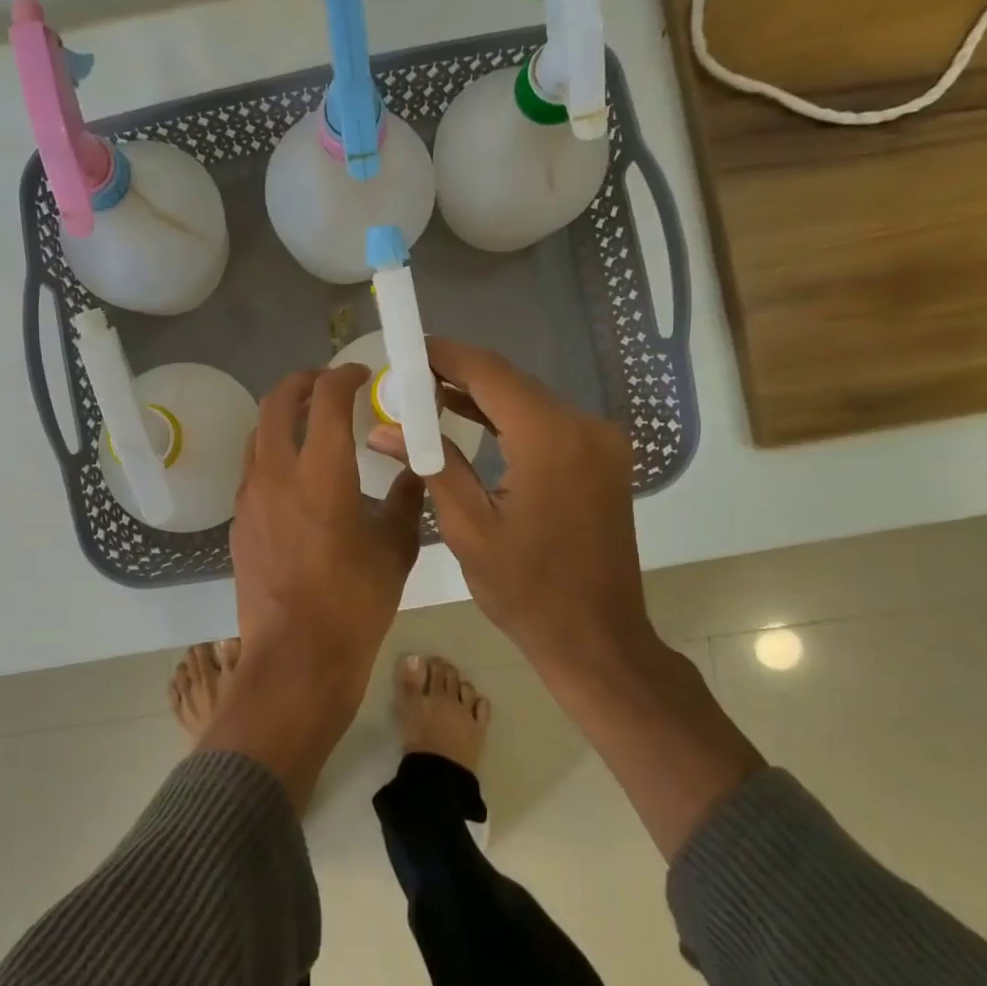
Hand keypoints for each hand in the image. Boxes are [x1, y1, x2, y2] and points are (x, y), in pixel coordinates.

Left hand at [232, 364, 424, 700]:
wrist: (296, 658)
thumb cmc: (355, 603)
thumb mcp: (395, 548)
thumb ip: (406, 498)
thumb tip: (412, 469)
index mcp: (322, 472)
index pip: (326, 398)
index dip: (345, 376)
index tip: (362, 375)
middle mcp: (277, 472)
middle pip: (276, 402)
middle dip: (303, 382)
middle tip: (328, 384)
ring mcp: (250, 497)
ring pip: (258, 433)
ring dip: (282, 416)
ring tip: (310, 424)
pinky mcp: (239, 521)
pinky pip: (253, 469)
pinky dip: (273, 452)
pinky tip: (296, 476)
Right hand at [370, 339, 763, 857]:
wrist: (596, 637)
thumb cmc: (526, 590)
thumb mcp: (468, 527)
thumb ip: (431, 464)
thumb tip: (384, 428)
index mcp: (550, 438)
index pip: (490, 373)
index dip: (446, 355)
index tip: (407, 348)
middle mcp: (584, 426)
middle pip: (512, 383)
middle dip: (459, 374)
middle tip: (407, 377)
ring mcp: (600, 442)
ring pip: (530, 401)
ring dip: (483, 396)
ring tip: (428, 394)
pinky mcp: (602, 459)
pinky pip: (548, 423)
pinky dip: (510, 419)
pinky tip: (471, 420)